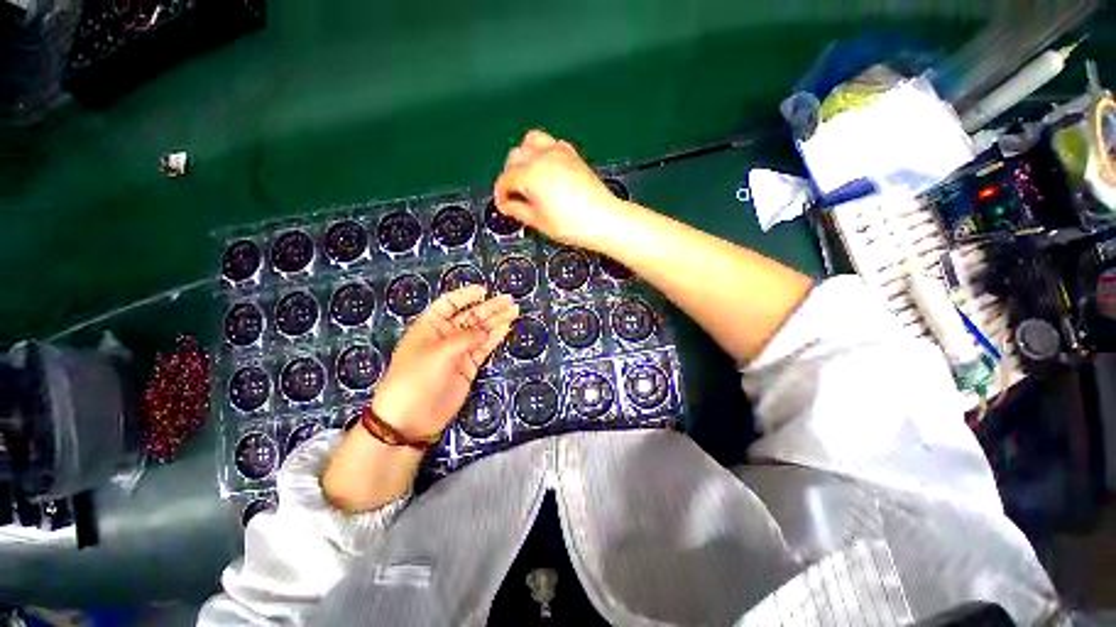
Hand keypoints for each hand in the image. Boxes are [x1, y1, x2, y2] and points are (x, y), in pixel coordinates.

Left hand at [371, 285, 518, 439]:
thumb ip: (466, 338)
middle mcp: (445, 336)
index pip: (449, 304)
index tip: (484, 290)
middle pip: (471, 316)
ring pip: (481, 331)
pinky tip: (506, 328)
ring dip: (497, 321)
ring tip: (514, 311)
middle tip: (509, 300)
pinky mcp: (468, 366)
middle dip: (489, 307)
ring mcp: (458, 352)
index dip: (466, 296)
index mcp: (430, 326)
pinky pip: (484, 348)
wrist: (411, 417)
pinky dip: (495, 338)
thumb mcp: (439, 352)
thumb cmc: (416, 377)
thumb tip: (487, 330)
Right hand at [494, 129, 631, 250]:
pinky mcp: (572, 154)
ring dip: (524, 157)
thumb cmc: (572, 224)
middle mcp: (542, 157)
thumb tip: (507, 205)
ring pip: (531, 142)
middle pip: (514, 156)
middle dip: (509, 175)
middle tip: (514, 194)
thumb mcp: (538, 221)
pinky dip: (542, 153)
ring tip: (527, 177)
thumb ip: (518, 210)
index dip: (501, 194)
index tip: (503, 205)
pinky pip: (550, 144)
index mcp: (531, 175)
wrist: (603, 219)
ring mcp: (559, 152)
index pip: (506, 179)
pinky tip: (546, 170)